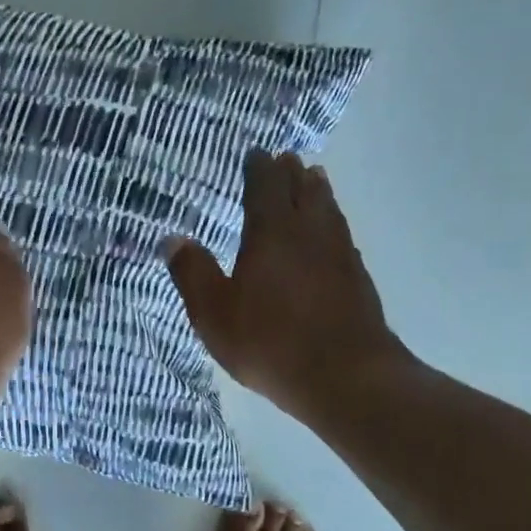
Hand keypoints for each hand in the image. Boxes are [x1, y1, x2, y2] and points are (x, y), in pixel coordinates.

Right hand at [166, 151, 413, 420]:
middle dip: (291, 173)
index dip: (259, 167)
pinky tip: (332, 234)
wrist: (345, 375)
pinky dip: (332, 222)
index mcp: (272, 232)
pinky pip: (342, 234)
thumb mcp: (213, 313)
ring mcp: (340, 253)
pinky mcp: (357, 278)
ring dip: (317, 191)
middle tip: (285, 160)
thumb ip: (192, 273)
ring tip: (313, 180)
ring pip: (328, 209)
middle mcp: (310, 233)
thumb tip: (172, 239)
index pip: (266, 186)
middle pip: (303, 190)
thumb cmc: (269, 342)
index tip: (255, 154)